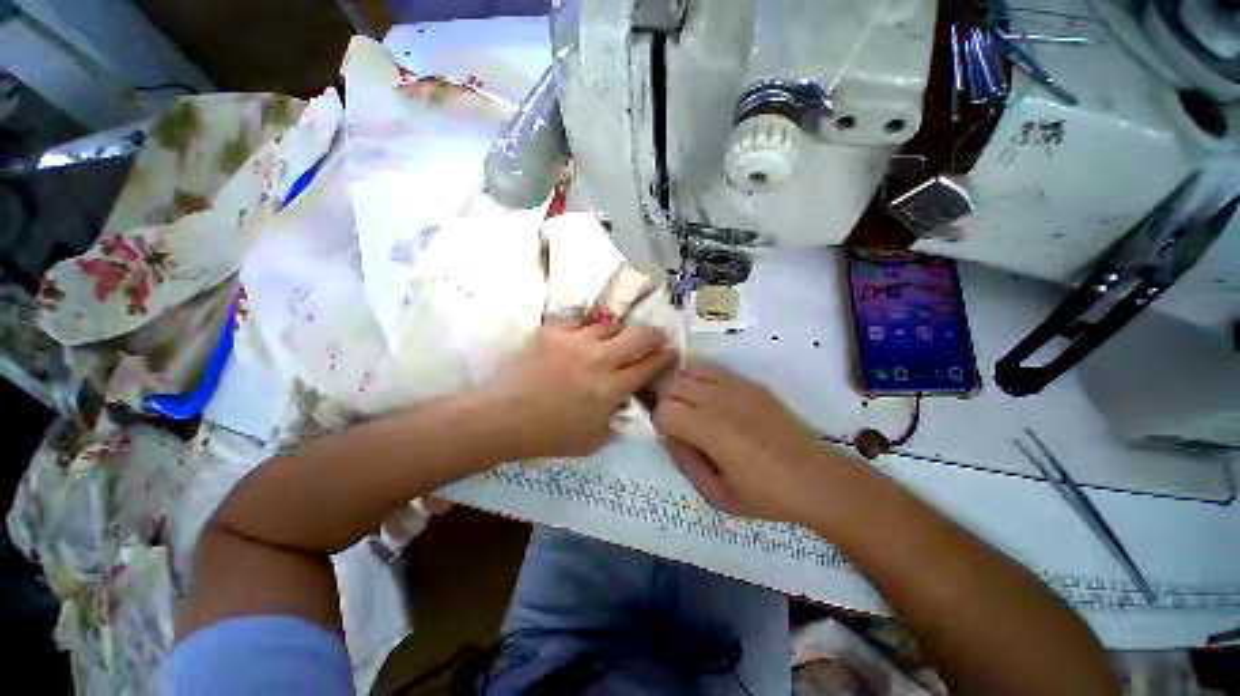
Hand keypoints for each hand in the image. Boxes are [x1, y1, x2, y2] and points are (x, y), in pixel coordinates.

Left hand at [483, 318, 675, 458]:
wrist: (503, 417)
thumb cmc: (548, 435)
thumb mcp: (591, 440)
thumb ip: (615, 422)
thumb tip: (625, 403)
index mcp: (611, 389)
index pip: (647, 366)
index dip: (662, 357)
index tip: (669, 351)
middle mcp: (599, 360)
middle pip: (637, 336)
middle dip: (653, 334)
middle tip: (655, 335)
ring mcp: (575, 341)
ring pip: (609, 325)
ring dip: (616, 332)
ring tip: (612, 338)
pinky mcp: (553, 331)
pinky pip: (578, 322)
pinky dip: (585, 330)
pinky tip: (580, 338)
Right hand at [653, 362, 837, 523]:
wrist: (817, 479)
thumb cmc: (765, 495)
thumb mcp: (717, 495)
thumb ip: (684, 463)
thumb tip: (668, 436)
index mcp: (712, 430)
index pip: (664, 411)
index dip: (661, 426)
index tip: (673, 439)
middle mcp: (721, 399)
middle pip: (673, 386)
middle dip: (667, 404)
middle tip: (679, 425)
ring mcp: (736, 386)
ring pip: (689, 371)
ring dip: (682, 389)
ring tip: (692, 409)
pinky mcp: (749, 382)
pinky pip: (711, 369)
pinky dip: (700, 379)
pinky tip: (710, 400)